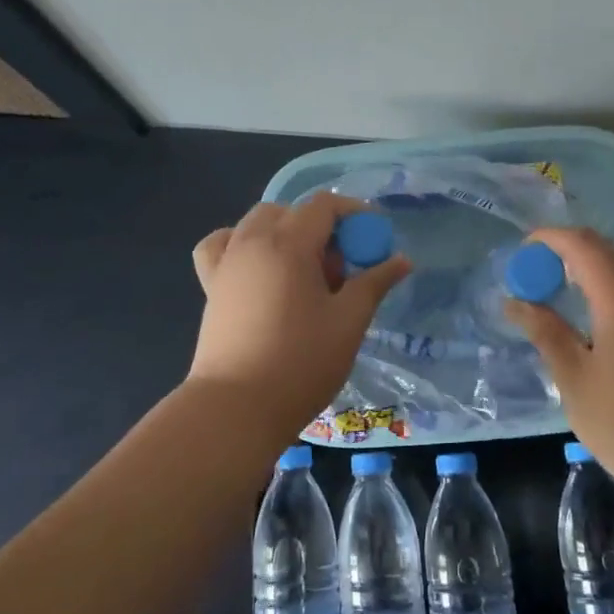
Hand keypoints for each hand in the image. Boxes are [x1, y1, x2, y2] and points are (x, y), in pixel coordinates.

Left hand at [189, 195, 410, 439]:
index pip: (323, 205)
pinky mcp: (210, 285)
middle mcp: (253, 241)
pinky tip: (258, 268)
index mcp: (288, 244)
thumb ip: (374, 283)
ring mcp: (227, 262)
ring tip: (303, 273)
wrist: (236, 408)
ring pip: (257, 223)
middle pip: (290, 211)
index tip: (373, 237)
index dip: (353, 213)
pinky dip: (242, 244)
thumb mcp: (349, 322)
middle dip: (320, 228)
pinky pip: (223, 245)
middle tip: (341, 269)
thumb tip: (402, 260)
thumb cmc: (300, 363)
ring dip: (285, 233)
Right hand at [503, 227, 613, 494]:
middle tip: (535, 275)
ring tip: (560, 297)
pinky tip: (598, 323)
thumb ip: (547, 334)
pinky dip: (613, 290)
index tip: (521, 251)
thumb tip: (516, 303)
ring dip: (592, 271)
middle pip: (607, 250)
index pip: (582, 245)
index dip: (549, 238)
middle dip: (568, 251)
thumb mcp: (577, 384)